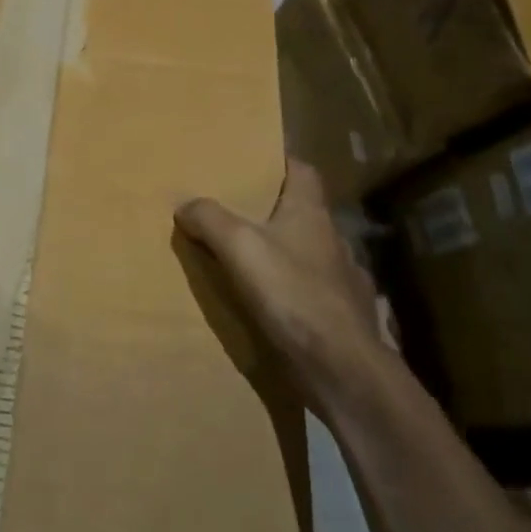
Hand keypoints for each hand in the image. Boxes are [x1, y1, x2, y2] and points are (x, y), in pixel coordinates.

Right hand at [175, 160, 382, 403]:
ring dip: (287, 254)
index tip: (256, 162)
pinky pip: (316, 293)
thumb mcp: (240, 247)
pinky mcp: (345, 317)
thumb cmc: (293, 294)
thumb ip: (210, 219)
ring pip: (311, 254)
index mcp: (312, 214)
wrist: (342, 368)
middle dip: (276, 211)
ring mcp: (345, 280)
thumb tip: (185, 204)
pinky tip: (277, 305)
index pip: (303, 171)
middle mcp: (333, 240)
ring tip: (254, 262)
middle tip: (239, 212)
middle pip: (304, 213)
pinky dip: (297, 293)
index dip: (282, 162)